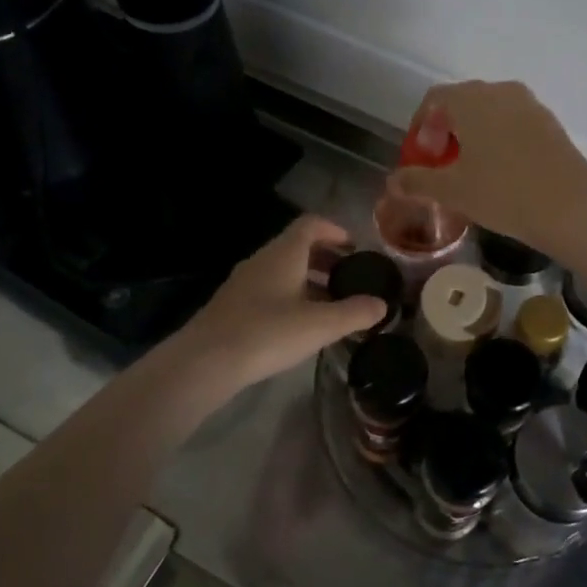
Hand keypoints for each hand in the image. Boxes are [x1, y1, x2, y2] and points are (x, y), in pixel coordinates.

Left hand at [171, 215, 385, 393]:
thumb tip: (382, 304)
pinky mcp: (232, 306)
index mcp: (284, 253)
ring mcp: (243, 283)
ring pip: (282, 270)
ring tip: (329, 304)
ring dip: (307, 279)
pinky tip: (299, 325)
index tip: (354, 247)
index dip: (335, 230)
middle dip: (325, 258)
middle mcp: (262, 260)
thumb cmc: (267, 333)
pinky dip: (290, 296)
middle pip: (297, 247)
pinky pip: (268, 290)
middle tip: (348, 278)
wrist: (205, 362)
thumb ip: (355, 312)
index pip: (311, 224)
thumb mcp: (320, 324)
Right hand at [388, 81, 586, 258]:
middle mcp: (501, 91)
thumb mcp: (453, 190)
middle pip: (463, 102)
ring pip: (491, 112)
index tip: (422, 156)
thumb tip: (393, 181)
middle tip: (442, 164)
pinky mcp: (551, 123)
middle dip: (446, 130)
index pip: (435, 99)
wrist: (570, 208)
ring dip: (474, 135)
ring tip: (470, 170)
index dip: (421, 126)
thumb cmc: (503, 193)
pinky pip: (514, 123)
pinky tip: (501, 171)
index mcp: (472, 99)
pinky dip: (499, 139)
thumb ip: (418, 181)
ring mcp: (530, 105)